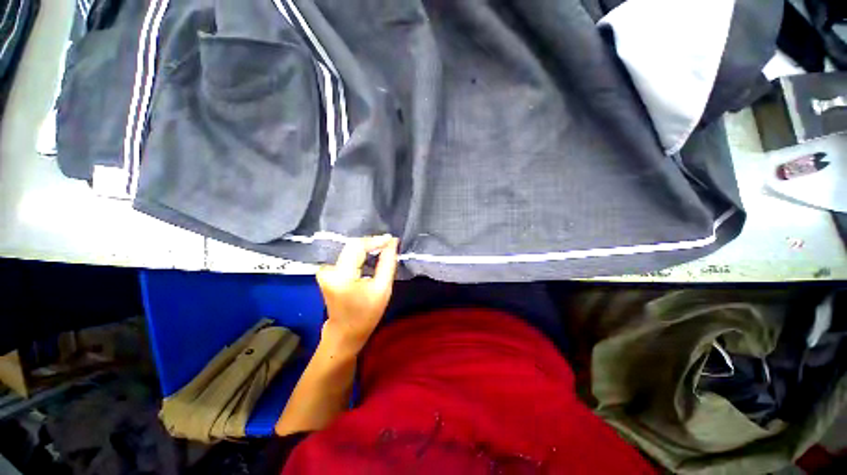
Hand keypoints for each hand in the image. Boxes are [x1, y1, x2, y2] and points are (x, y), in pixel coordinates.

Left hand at [317, 235, 398, 355]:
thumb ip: (388, 263)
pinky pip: (346, 256)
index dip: (375, 240)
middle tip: (389, 243)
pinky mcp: (327, 272)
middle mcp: (328, 270)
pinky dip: (360, 254)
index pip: (357, 246)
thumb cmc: (366, 314)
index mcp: (341, 276)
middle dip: (372, 243)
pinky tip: (370, 257)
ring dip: (367, 248)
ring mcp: (325, 271)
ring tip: (382, 249)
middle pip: (353, 246)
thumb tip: (392, 242)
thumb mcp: (383, 289)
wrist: (345, 332)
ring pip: (350, 250)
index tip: (391, 239)